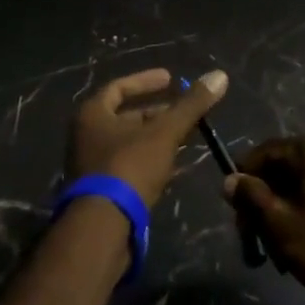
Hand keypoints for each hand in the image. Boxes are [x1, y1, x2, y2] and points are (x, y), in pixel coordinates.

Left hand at [67, 68, 227, 208]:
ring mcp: (91, 167)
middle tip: (184, 112)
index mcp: (92, 115)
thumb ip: (191, 105)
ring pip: (129, 144)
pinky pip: (129, 167)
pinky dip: (151, 162)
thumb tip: (220, 75)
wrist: (101, 229)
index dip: (146, 81)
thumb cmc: (129, 167)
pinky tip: (175, 168)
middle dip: (157, 114)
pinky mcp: (100, 193)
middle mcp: (85, 137)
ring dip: (156, 139)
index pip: (119, 87)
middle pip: (125, 117)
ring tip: (186, 138)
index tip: (171, 79)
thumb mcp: (164, 133)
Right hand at [222, 136, 304, 304]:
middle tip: (252, 239)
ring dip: (283, 215)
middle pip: (285, 170)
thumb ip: (251, 196)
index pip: (266, 151)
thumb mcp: (279, 223)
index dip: (244, 177)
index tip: (233, 208)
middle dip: (264, 203)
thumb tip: (230, 180)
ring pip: (303, 188)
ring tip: (276, 254)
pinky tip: (301, 249)